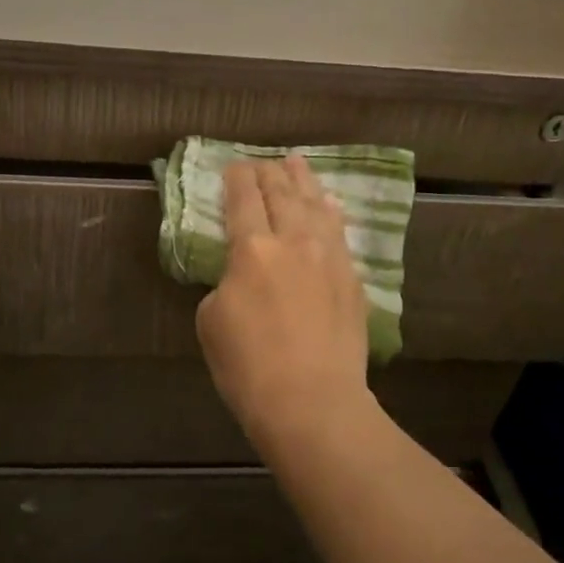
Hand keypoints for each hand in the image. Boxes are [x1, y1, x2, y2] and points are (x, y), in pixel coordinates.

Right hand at [196, 156, 373, 448]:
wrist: (312, 401)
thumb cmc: (249, 366)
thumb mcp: (211, 322)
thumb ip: (224, 285)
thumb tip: (241, 278)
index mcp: (252, 249)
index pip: (243, 199)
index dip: (237, 178)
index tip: (233, 165)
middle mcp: (294, 242)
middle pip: (282, 194)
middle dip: (269, 173)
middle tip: (262, 160)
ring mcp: (329, 258)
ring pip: (315, 206)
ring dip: (303, 181)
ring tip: (297, 162)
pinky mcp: (352, 280)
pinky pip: (340, 233)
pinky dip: (331, 213)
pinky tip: (330, 205)